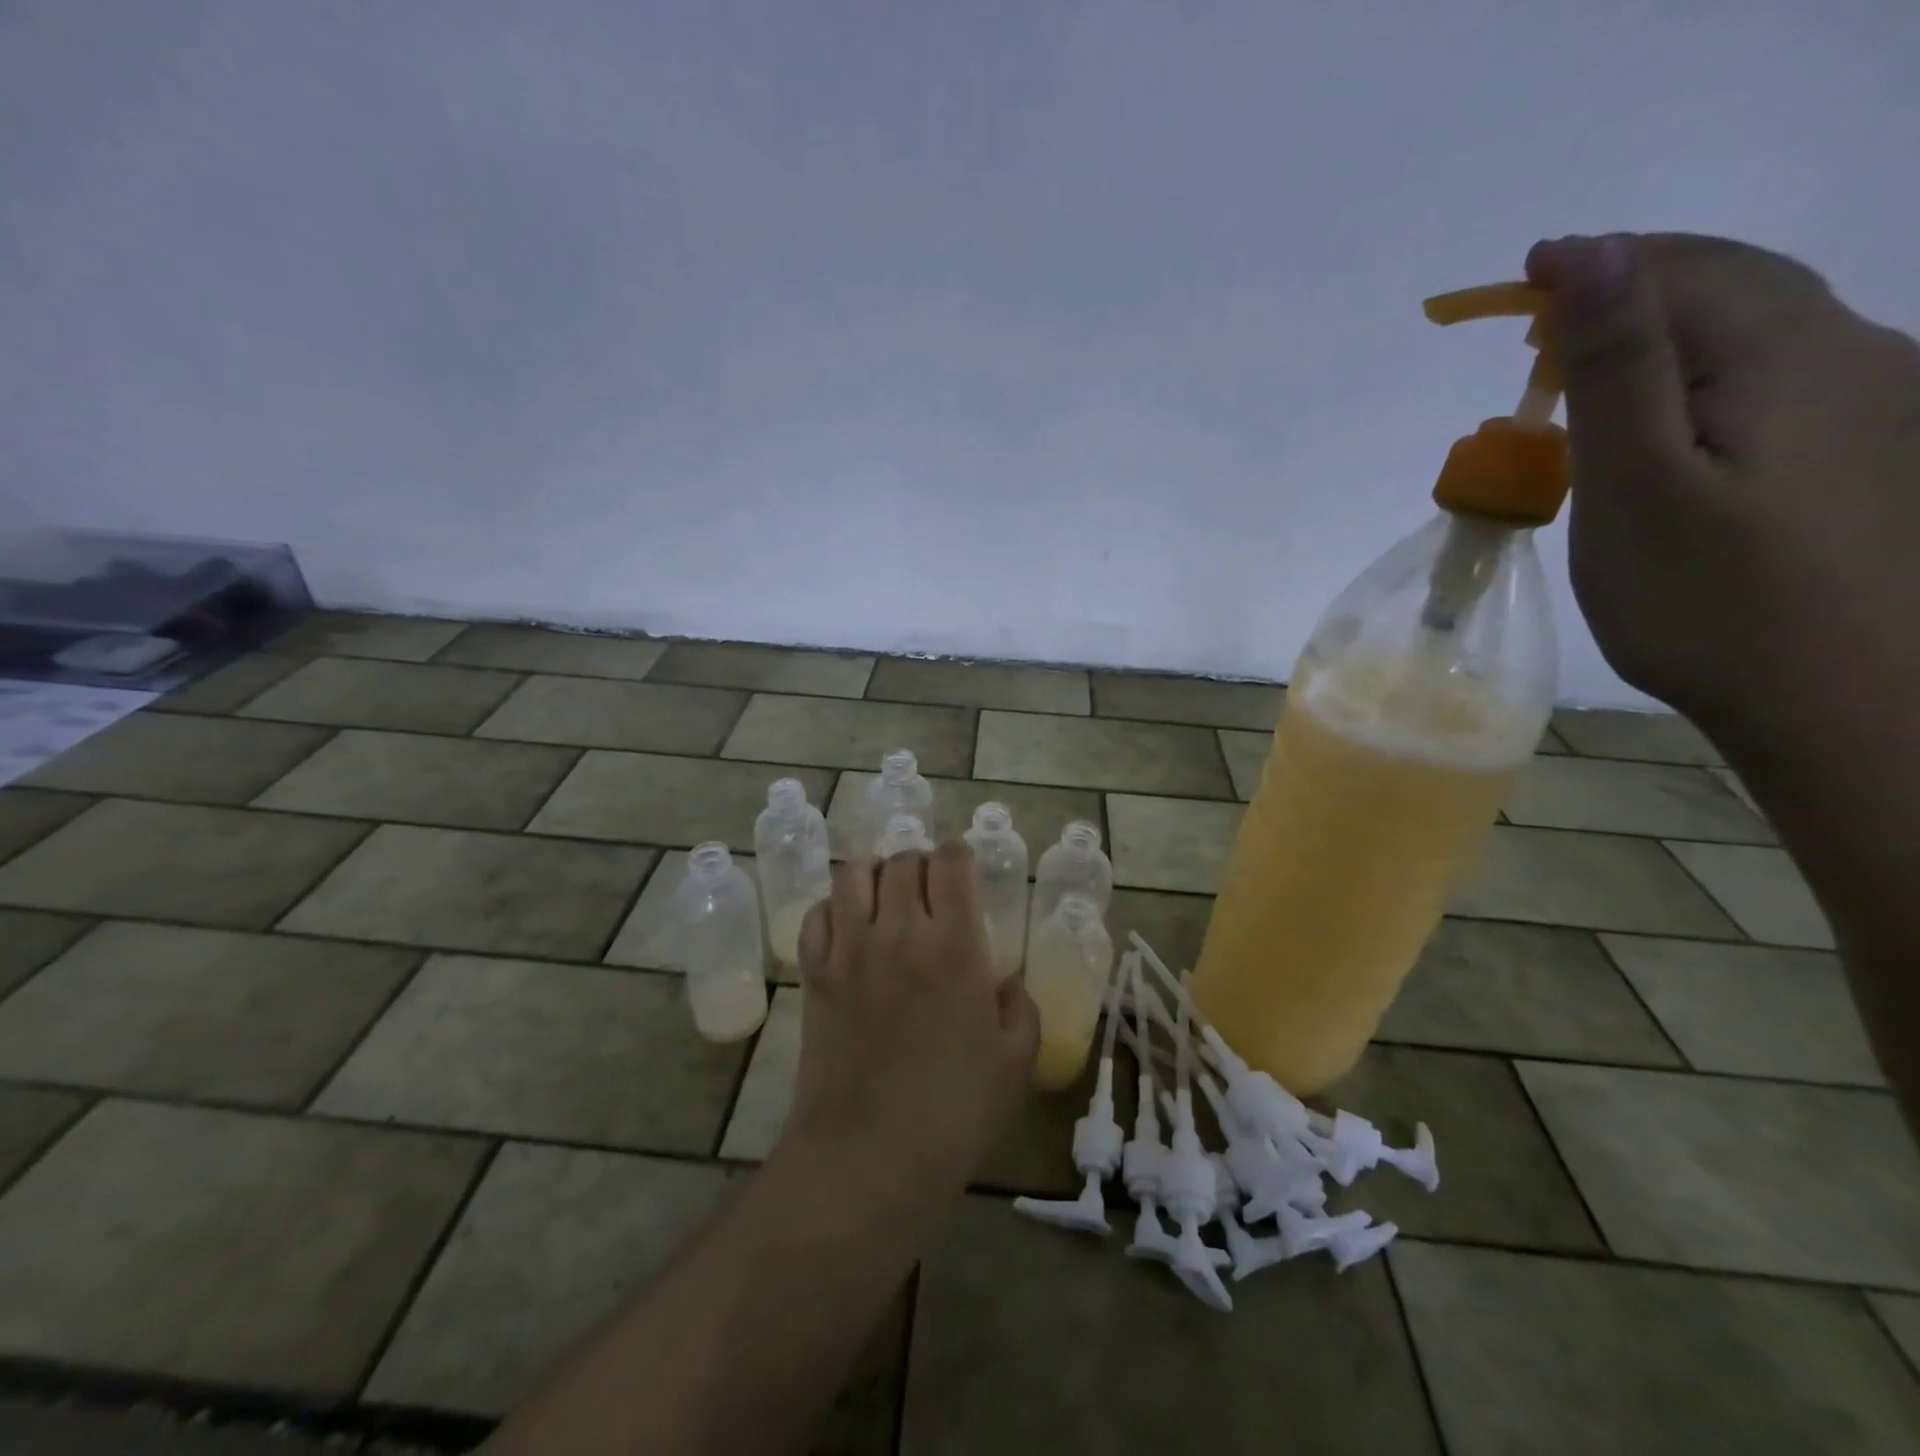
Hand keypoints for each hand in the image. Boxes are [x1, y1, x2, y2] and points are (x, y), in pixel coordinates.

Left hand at [778, 846, 1039, 1220]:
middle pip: (904, 860)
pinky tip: (849, 929)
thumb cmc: (954, 1113)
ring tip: (887, 898)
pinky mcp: (815, 973)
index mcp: (955, 946)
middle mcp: (900, 932)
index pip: (952, 861)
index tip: (965, 874)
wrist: (869, 1157)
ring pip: (854, 873)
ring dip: (876, 874)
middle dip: (921, 864)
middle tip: (929, 892)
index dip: (960, 856)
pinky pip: (817, 913)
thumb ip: (1020, 1008)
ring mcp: (850, 949)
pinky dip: (834, 907)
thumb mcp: (1016, 1063)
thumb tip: (1005, 982)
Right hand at [1526, 232, 1919, 728]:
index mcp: (1792, 353)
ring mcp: (1874, 399)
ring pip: (1753, 327)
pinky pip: (1770, 374)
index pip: (1682, 270)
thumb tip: (1593, 255)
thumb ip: (1617, 365)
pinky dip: (1698, 370)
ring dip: (1663, 329)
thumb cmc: (1707, 601)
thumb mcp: (1635, 483)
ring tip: (1582, 366)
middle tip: (1538, 323)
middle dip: (1628, 288)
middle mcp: (1855, 351)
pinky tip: (1662, 412)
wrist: (1837, 702)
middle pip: (1729, 283)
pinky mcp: (1863, 446)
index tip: (1518, 279)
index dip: (1594, 265)